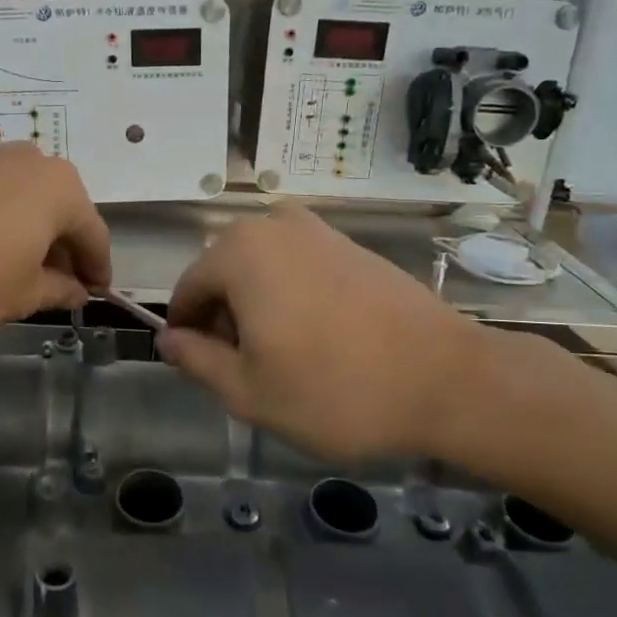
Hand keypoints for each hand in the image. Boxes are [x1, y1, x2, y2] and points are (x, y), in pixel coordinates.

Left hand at [0, 144, 111, 340]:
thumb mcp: (22, 296)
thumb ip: (58, 291)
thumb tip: (76, 291)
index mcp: (62, 189)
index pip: (93, 234)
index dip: (97, 268)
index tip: (96, 294)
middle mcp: (33, 162)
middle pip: (62, 211)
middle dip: (65, 249)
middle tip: (61, 286)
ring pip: (29, 201)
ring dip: (35, 234)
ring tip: (25, 271)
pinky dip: (5, 223)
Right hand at [159, 207, 503, 462]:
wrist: (448, 379)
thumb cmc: (335, 389)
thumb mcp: (248, 391)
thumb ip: (196, 360)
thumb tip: (168, 339)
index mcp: (239, 252)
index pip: (187, 291)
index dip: (186, 334)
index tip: (203, 370)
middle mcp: (273, 225)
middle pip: (223, 275)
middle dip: (224, 320)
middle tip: (248, 372)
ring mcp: (318, 230)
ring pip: (261, 271)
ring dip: (258, 309)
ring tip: (286, 360)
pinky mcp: (351, 244)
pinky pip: (298, 267)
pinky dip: (292, 298)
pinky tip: (319, 340)